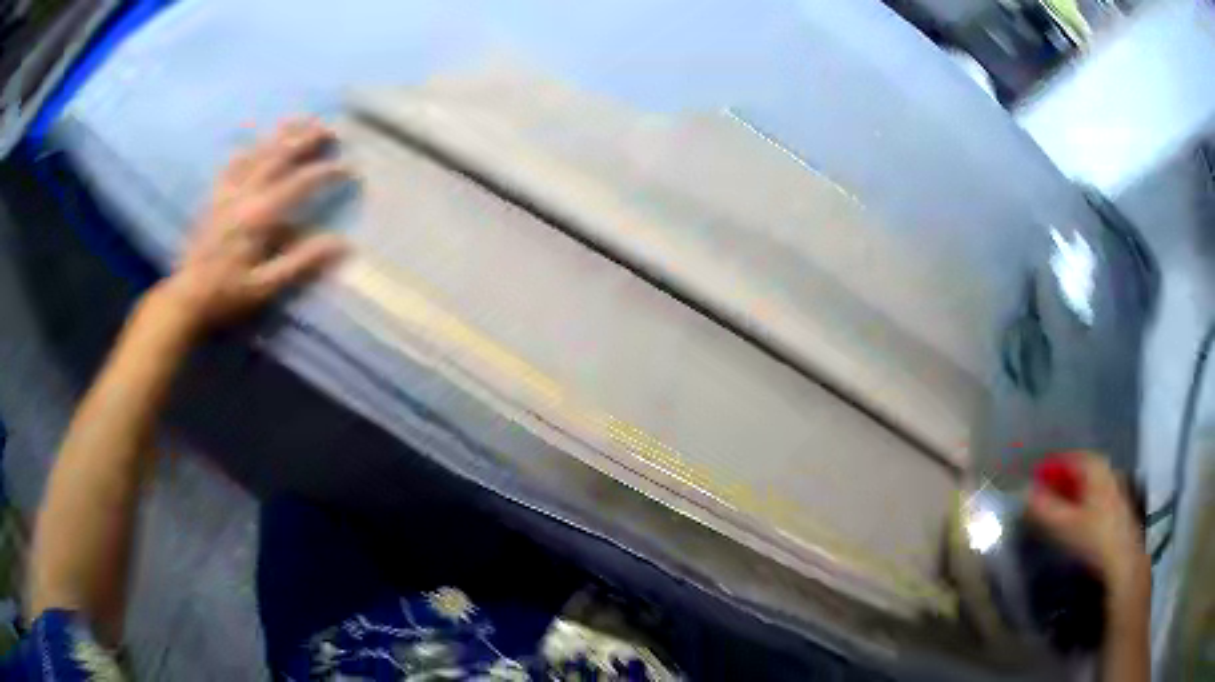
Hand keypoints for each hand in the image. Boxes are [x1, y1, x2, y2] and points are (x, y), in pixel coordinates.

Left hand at [157, 118, 350, 332]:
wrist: (186, 298)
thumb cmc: (227, 295)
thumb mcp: (266, 287)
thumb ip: (301, 263)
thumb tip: (342, 244)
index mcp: (259, 215)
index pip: (300, 183)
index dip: (327, 172)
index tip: (351, 166)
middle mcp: (245, 194)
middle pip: (280, 155)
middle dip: (308, 138)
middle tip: (331, 128)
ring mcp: (227, 192)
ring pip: (258, 152)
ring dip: (282, 134)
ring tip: (302, 120)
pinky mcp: (215, 197)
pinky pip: (233, 163)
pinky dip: (248, 149)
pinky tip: (256, 143)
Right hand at [1026, 451, 1148, 607]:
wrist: (1124, 559)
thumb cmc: (1094, 537)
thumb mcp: (1064, 525)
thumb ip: (1043, 508)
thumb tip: (1024, 492)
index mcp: (1094, 466)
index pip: (1066, 459)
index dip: (1048, 470)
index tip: (1031, 484)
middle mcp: (1106, 469)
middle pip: (1077, 471)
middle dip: (1059, 484)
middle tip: (1040, 501)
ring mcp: (1114, 486)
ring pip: (1086, 486)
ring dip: (1069, 496)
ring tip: (1054, 515)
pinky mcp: (1118, 505)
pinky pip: (1093, 497)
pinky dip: (1080, 505)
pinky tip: (1074, 524)